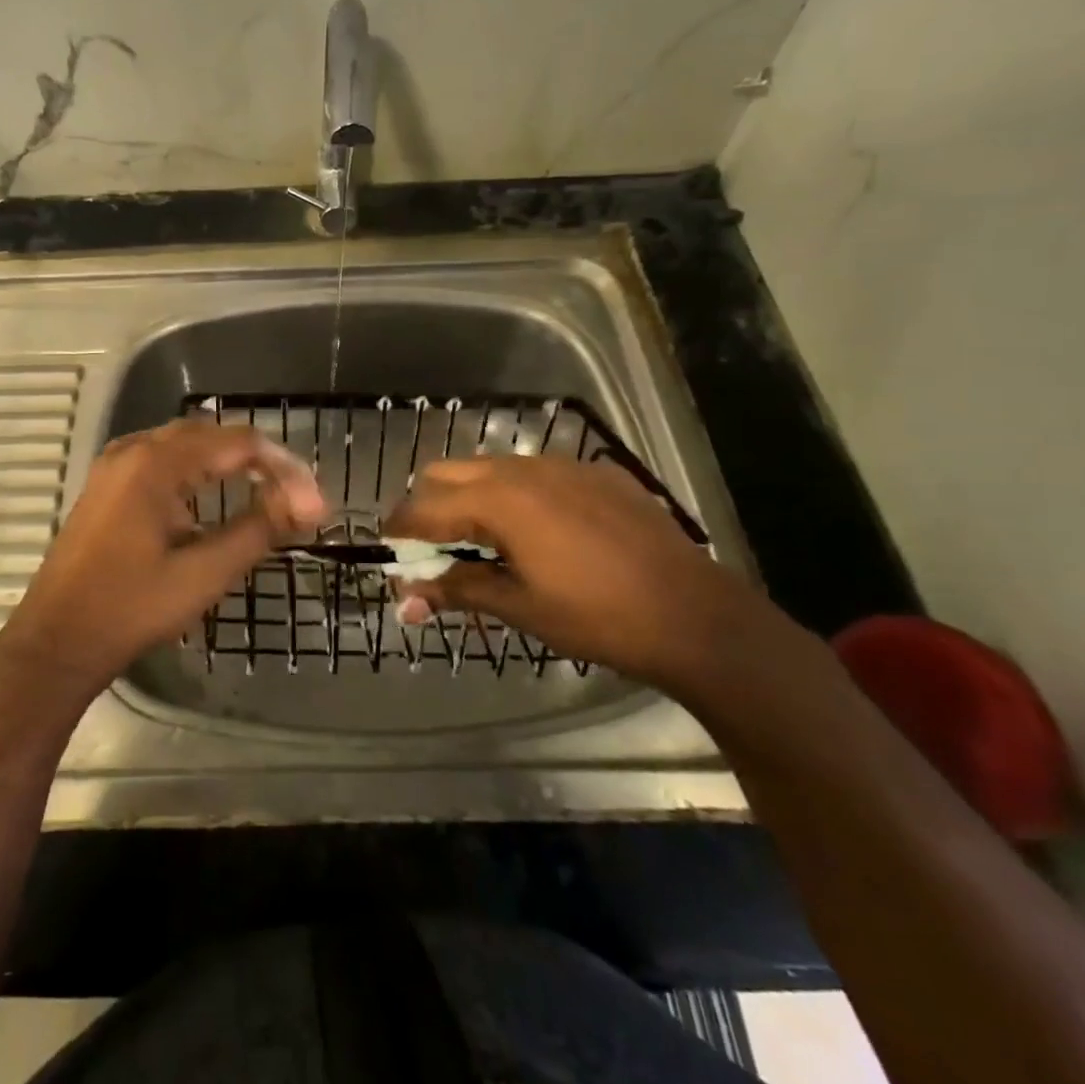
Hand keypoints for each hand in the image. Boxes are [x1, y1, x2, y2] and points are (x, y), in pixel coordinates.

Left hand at [0, 419, 327, 690]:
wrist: (56, 640)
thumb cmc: (132, 607)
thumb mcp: (205, 572)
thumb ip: (258, 529)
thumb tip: (308, 504)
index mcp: (157, 462)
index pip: (239, 443)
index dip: (284, 468)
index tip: (314, 505)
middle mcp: (134, 449)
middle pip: (212, 435)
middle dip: (259, 460)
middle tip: (294, 495)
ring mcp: (114, 464)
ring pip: (186, 444)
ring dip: (228, 461)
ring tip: (265, 490)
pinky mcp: (106, 484)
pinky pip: (163, 459)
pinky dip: (198, 469)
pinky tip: (213, 495)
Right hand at [383, 455, 775, 689]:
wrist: (696, 616)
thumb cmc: (597, 617)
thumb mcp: (519, 606)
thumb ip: (456, 591)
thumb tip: (405, 599)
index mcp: (498, 500)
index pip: (423, 507)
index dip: (398, 530)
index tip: (388, 553)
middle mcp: (523, 469)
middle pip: (447, 473)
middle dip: (428, 507)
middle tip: (432, 550)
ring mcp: (563, 466)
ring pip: (491, 468)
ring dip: (469, 498)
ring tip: (482, 543)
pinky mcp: (596, 474)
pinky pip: (535, 473)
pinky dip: (514, 496)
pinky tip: (538, 534)